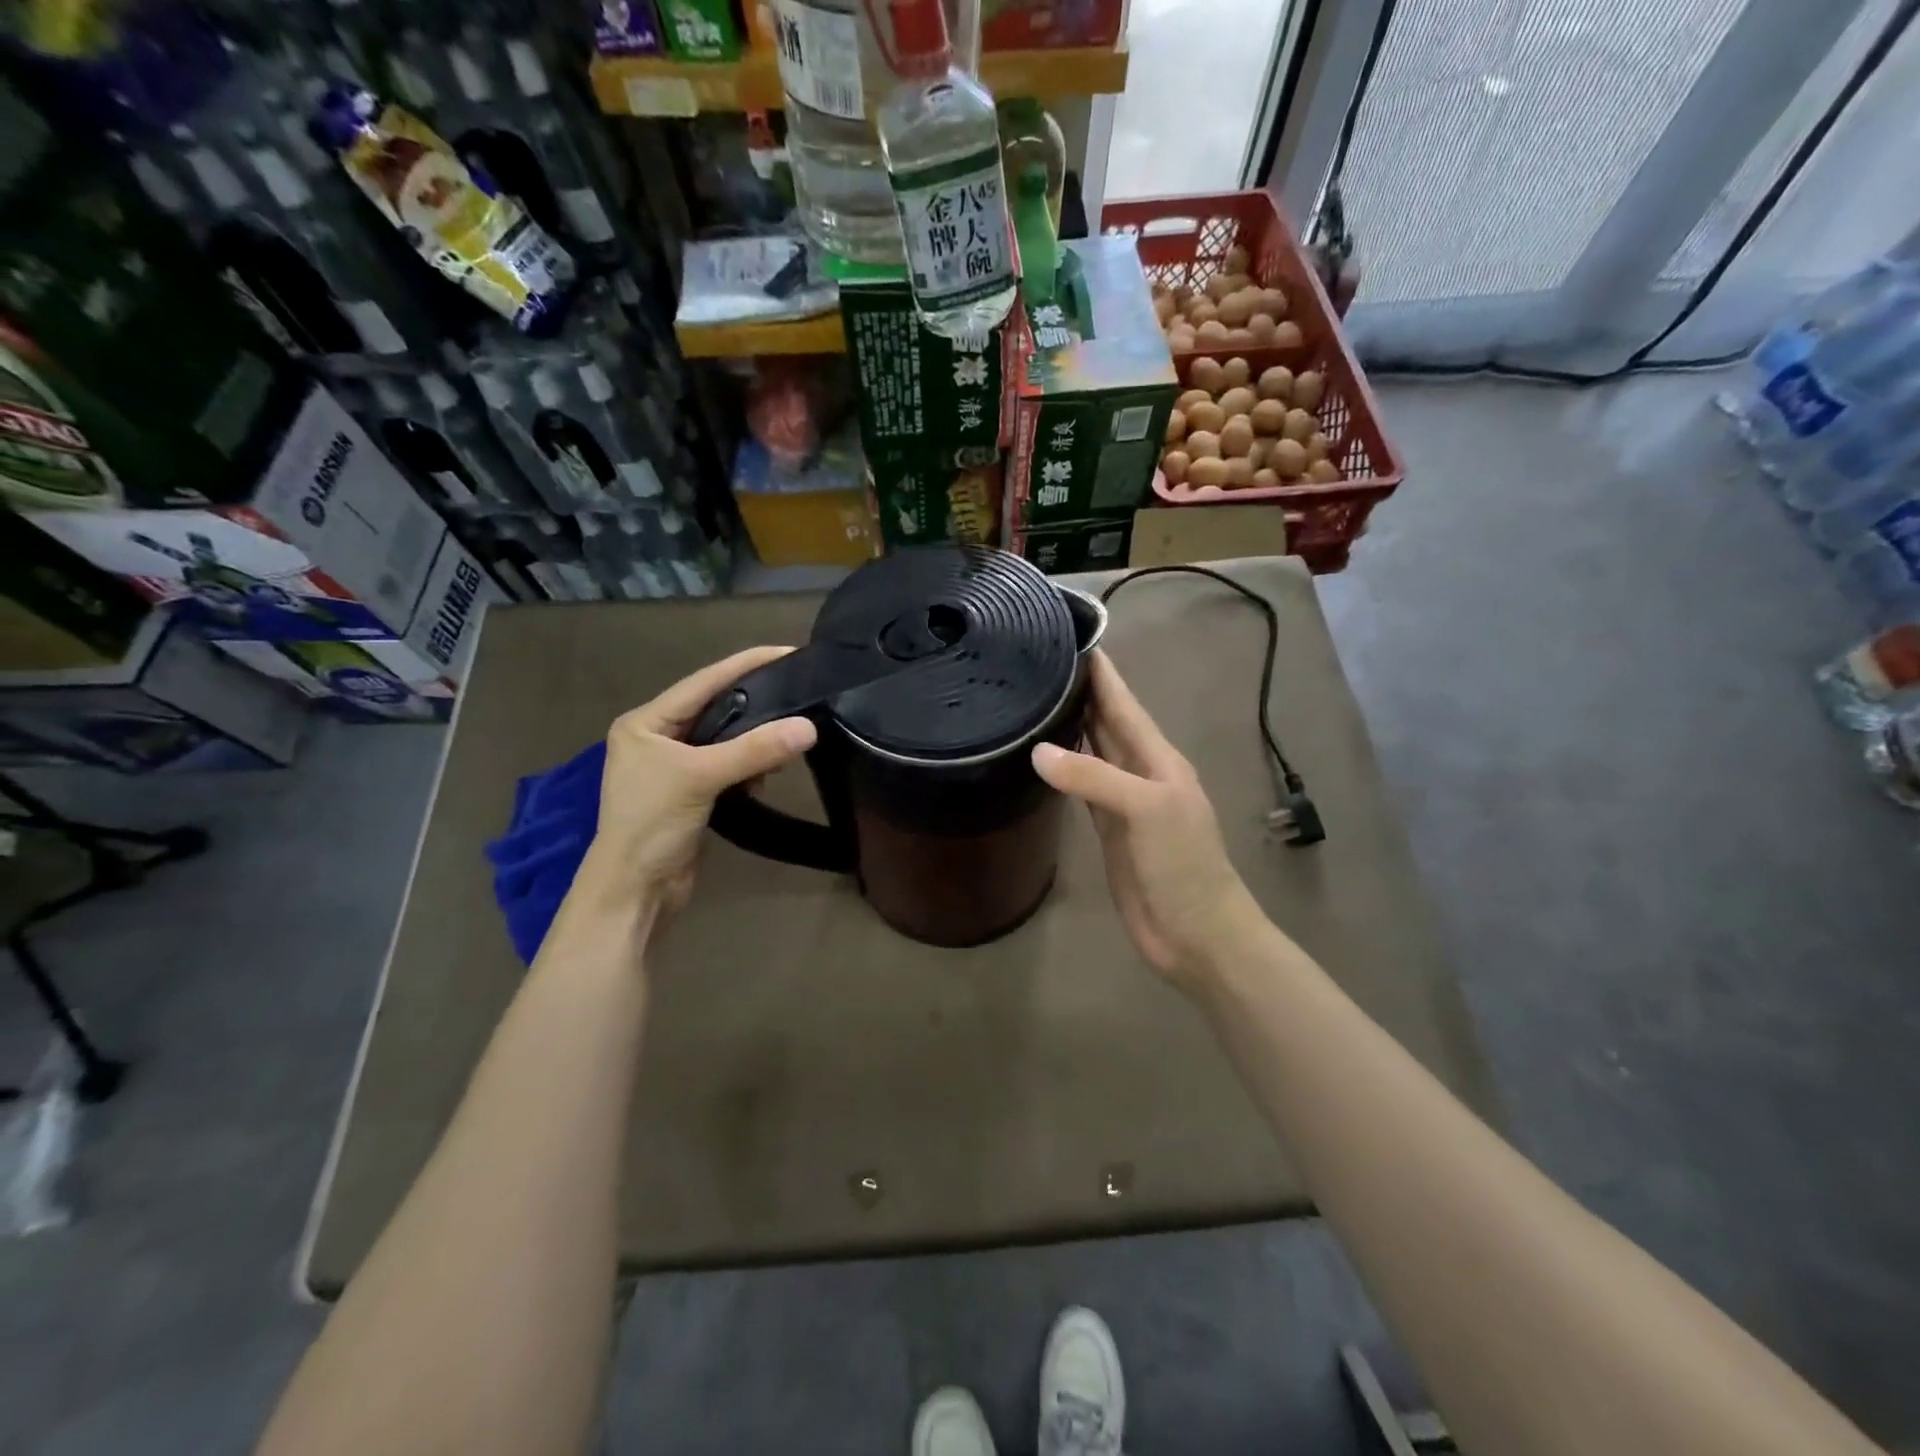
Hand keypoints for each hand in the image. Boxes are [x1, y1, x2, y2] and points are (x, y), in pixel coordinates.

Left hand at [576, 646, 816, 923]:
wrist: (634, 892)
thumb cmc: (651, 825)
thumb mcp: (700, 778)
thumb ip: (754, 750)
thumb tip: (809, 727)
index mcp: (646, 722)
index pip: (704, 682)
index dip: (746, 664)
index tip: (787, 651)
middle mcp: (657, 738)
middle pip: (715, 708)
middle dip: (756, 703)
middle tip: (799, 689)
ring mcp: (674, 767)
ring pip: (725, 739)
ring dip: (755, 740)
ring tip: (791, 734)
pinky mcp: (691, 793)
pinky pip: (727, 766)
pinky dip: (749, 766)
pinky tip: (769, 770)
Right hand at [1033, 651, 1261, 985]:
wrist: (1196, 933)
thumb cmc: (1183, 865)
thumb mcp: (1146, 810)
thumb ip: (1094, 777)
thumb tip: (1037, 748)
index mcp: (1157, 758)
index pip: (1123, 703)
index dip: (1101, 671)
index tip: (1068, 635)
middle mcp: (1139, 771)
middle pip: (1105, 722)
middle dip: (1079, 691)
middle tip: (1036, 661)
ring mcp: (1122, 801)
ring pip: (1090, 751)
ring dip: (1068, 726)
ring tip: (1032, 698)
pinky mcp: (1106, 829)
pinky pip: (1080, 787)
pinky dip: (1062, 768)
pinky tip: (1041, 756)